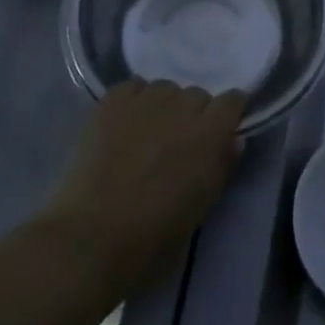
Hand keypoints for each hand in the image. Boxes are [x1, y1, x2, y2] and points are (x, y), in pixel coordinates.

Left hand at [45, 80, 244, 292]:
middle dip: (194, 115)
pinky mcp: (111, 102)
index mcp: (210, 133)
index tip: (221, 131)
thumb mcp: (202, 207)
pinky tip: (125, 124)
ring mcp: (145, 100)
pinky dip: (134, 100)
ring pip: (165, 88)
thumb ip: (221, 167)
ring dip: (164, 106)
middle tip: (179, 142)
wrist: (91, 238)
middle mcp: (182, 106)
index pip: (232, 101)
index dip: (228, 114)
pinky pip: (132, 87)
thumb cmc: (155, 235)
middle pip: (197, 95)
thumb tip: (232, 141)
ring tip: (148, 132)